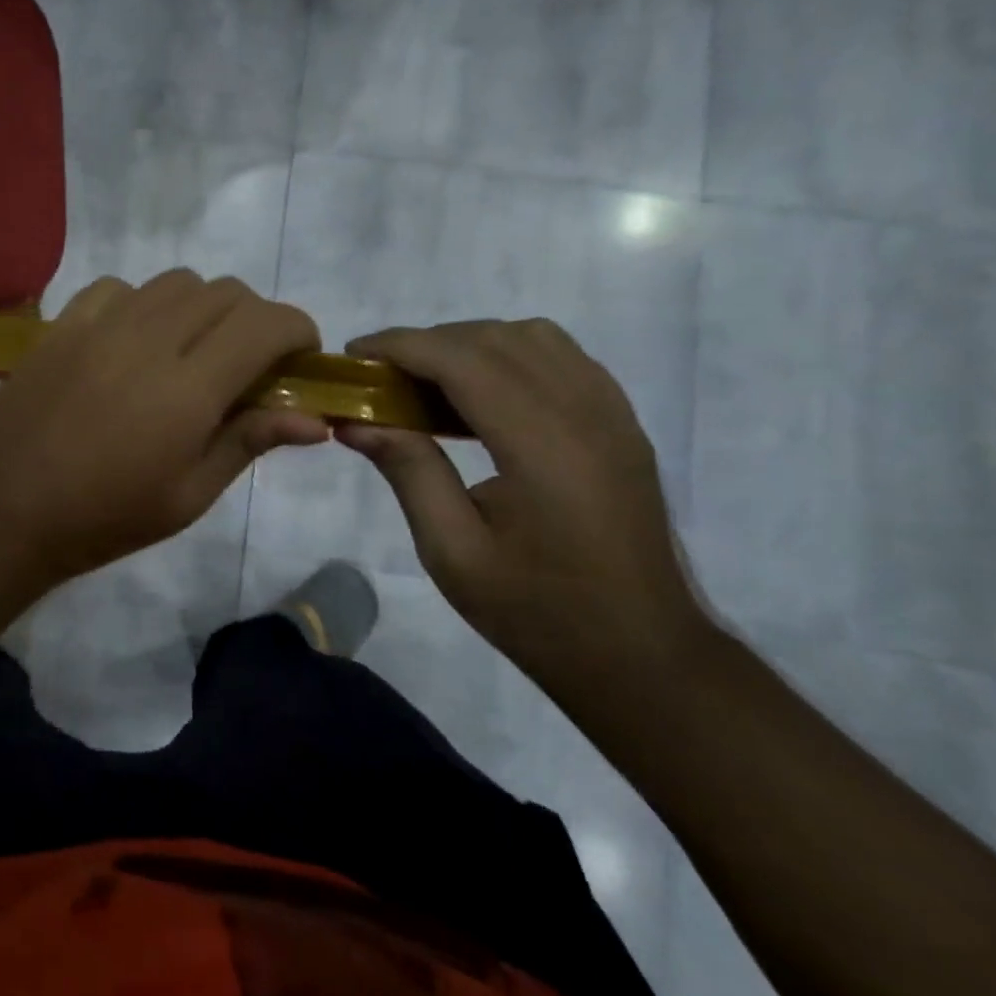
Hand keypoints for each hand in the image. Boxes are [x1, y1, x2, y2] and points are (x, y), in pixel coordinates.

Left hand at [0, 271, 328, 583]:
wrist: (8, 509)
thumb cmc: (106, 517)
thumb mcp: (189, 495)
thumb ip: (249, 441)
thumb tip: (313, 420)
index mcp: (189, 388)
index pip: (266, 323)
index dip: (297, 330)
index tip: (299, 357)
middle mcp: (149, 339)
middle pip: (226, 293)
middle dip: (254, 320)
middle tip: (246, 364)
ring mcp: (101, 324)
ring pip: (176, 281)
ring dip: (201, 307)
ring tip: (190, 350)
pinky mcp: (63, 323)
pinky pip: (119, 287)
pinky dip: (143, 303)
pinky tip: (133, 340)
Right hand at [339, 320, 710, 687]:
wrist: (643, 657)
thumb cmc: (538, 612)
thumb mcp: (453, 552)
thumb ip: (408, 472)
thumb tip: (355, 420)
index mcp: (543, 447)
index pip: (462, 360)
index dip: (401, 345)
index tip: (353, 354)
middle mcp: (585, 414)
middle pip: (495, 339)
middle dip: (428, 343)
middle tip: (381, 377)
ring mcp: (613, 415)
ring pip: (533, 337)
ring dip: (470, 344)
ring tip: (429, 383)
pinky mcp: (622, 425)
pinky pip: (562, 358)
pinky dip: (510, 355)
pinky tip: (482, 396)